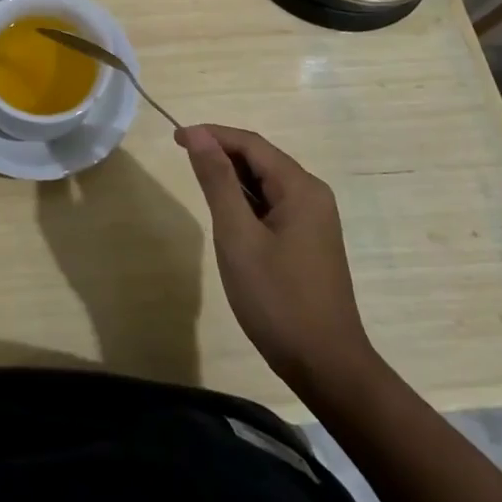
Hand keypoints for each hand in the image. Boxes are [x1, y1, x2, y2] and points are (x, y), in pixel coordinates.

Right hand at [176, 124, 374, 387]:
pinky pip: (272, 204)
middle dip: (221, 152)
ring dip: (232, 177)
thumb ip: (218, 181)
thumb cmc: (278, 300)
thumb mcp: (238, 237)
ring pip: (265, 182)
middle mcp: (312, 195)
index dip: (212, 134)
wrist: (327, 367)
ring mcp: (313, 220)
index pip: (250, 144)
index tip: (175, 137)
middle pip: (260, 159)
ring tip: (197, 181)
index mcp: (300, 188)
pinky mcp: (308, 241)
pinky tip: (226, 213)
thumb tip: (199, 135)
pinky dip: (245, 200)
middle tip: (181, 155)